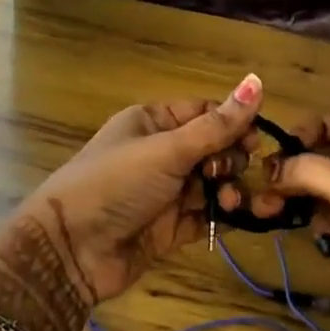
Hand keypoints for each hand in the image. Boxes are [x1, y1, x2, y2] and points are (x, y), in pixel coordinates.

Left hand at [0, 74, 263, 315]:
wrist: (72, 249)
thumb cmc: (116, 184)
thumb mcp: (167, 149)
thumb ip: (217, 124)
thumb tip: (257, 80)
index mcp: (153, 122)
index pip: (205, 113)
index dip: (234, 123)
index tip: (256, 140)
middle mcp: (161, 153)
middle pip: (214, 149)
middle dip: (232, 160)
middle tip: (231, 172)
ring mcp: (166, 192)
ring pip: (213, 184)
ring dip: (230, 190)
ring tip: (231, 202)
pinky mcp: (171, 228)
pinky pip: (207, 216)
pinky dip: (224, 216)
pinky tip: (239, 217)